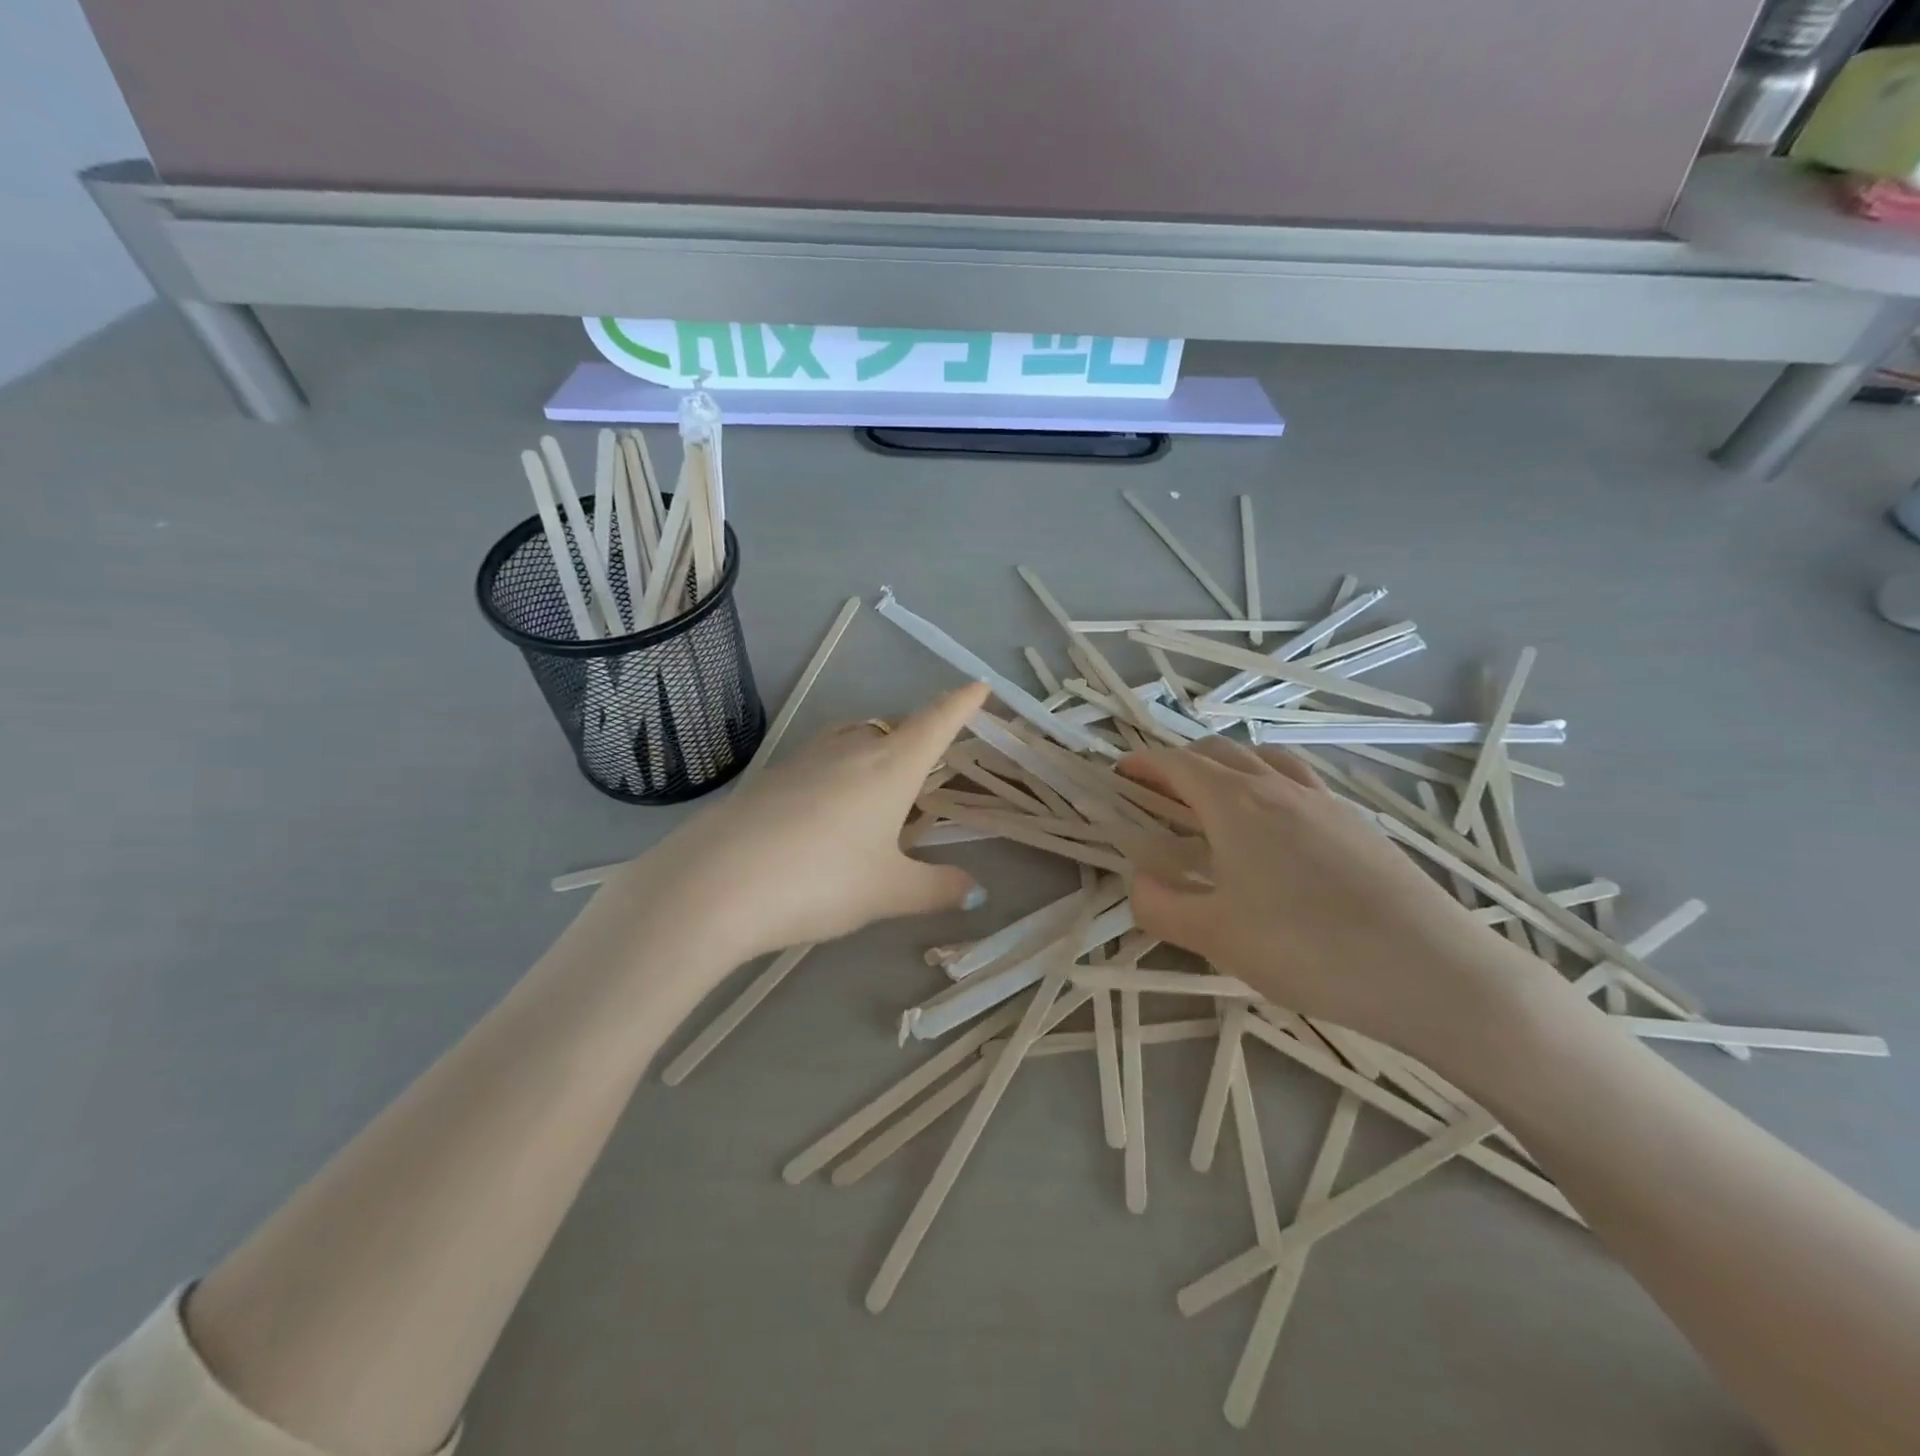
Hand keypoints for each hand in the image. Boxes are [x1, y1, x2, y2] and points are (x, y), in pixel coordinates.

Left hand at [617, 682, 992, 965]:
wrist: (716, 884)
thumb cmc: (822, 880)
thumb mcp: (888, 892)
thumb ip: (936, 889)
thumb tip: (976, 892)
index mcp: (891, 765)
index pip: (936, 722)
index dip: (961, 703)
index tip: (980, 686)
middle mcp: (850, 749)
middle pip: (891, 729)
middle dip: (914, 739)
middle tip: (926, 771)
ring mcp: (804, 758)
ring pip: (850, 741)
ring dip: (871, 754)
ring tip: (877, 793)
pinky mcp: (769, 777)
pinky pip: (817, 763)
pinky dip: (835, 776)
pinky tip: (825, 816)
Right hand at [1118, 739, 1536, 1060]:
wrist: (1432, 970)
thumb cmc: (1307, 948)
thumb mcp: (1214, 936)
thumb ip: (1160, 905)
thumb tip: (1139, 881)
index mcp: (1235, 803)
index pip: (1176, 764)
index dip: (1143, 764)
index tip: (1120, 774)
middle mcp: (1278, 787)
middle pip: (1218, 752)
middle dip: (1179, 763)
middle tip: (1158, 793)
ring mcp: (1324, 801)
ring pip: (1263, 759)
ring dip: (1227, 767)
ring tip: (1215, 801)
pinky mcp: (1358, 824)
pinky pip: (1299, 783)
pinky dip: (1268, 785)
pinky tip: (1275, 831)